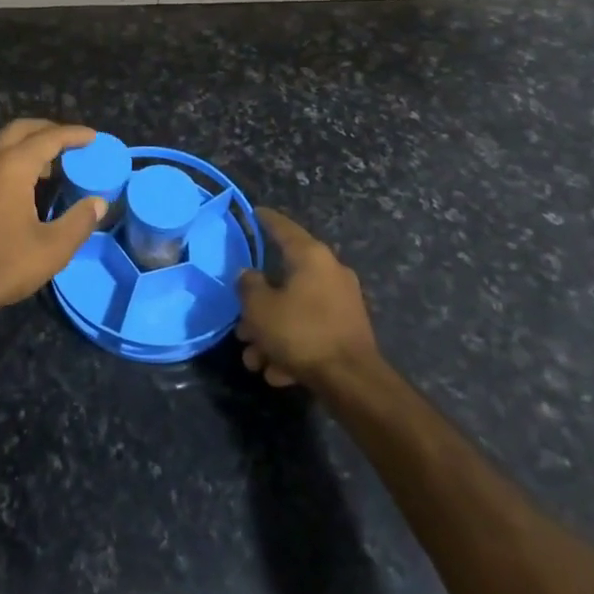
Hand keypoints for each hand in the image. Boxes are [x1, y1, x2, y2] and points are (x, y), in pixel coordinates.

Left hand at [0, 120, 106, 315]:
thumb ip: (79, 222)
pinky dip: (12, 159)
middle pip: (22, 129)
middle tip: (73, 143)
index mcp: (12, 165)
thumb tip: (98, 202)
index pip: (49, 137)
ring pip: (2, 142)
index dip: (74, 134)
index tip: (93, 137)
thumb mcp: (51, 249)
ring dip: (28, 144)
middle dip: (49, 130)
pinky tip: (23, 185)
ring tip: (52, 165)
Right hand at [236, 209, 380, 388]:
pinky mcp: (348, 331)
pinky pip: (311, 331)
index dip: (266, 220)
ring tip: (254, 360)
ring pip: (296, 310)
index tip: (255, 212)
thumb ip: (248, 286)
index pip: (284, 228)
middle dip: (258, 307)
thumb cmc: (301, 332)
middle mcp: (330, 272)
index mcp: (311, 257)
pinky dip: (292, 347)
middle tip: (241, 327)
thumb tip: (249, 276)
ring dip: (272, 333)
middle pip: (285, 279)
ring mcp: (342, 302)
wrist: (352, 382)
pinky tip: (276, 373)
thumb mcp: (260, 308)